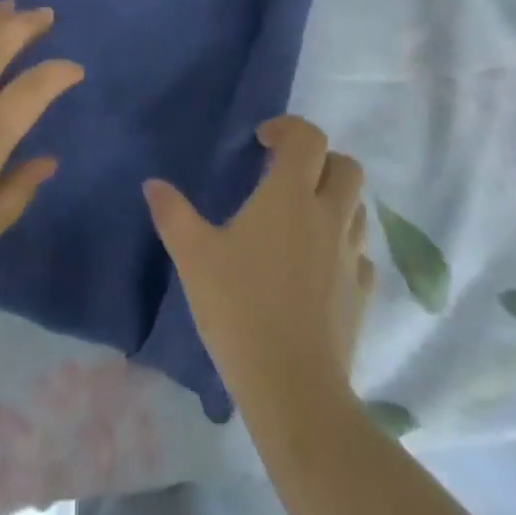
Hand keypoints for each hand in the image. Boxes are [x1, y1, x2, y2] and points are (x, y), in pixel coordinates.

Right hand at [145, 116, 374, 415]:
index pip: (308, 138)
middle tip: (286, 178)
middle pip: (345, 166)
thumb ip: (173, 214)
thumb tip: (153, 184)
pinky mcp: (362, 292)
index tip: (262, 142)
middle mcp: (329, 216)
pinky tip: (316, 268)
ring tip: (300, 220)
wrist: (292, 386)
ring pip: (356, 208)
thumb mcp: (193, 257)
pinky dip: (341, 247)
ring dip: (334, 201)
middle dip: (319, 161)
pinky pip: (358, 253)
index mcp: (290, 197)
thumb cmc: (239, 308)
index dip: (287, 129)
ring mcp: (351, 255)